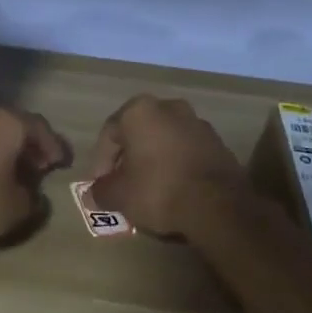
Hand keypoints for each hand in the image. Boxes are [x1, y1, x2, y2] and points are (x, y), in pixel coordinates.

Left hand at [0, 106, 70, 247]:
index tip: (64, 163)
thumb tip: (36, 195)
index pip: (41, 128)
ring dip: (15, 148)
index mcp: (10, 123)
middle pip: (20, 125)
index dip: (55, 146)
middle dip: (35, 144)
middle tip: (45, 165)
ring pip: (0, 132)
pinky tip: (1, 174)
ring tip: (24, 171)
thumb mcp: (19, 205)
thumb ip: (35, 198)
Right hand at [88, 95, 246, 236]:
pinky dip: (177, 166)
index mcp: (140, 110)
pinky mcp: (218, 143)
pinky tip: (176, 190)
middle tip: (124, 185)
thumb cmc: (159, 190)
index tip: (102, 186)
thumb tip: (93, 194)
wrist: (218, 205)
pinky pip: (187, 152)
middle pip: (139, 133)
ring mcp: (197, 123)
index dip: (101, 162)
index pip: (109, 133)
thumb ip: (101, 191)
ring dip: (155, 160)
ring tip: (150, 190)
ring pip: (165, 141)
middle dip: (129, 158)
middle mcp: (169, 107)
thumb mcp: (120, 195)